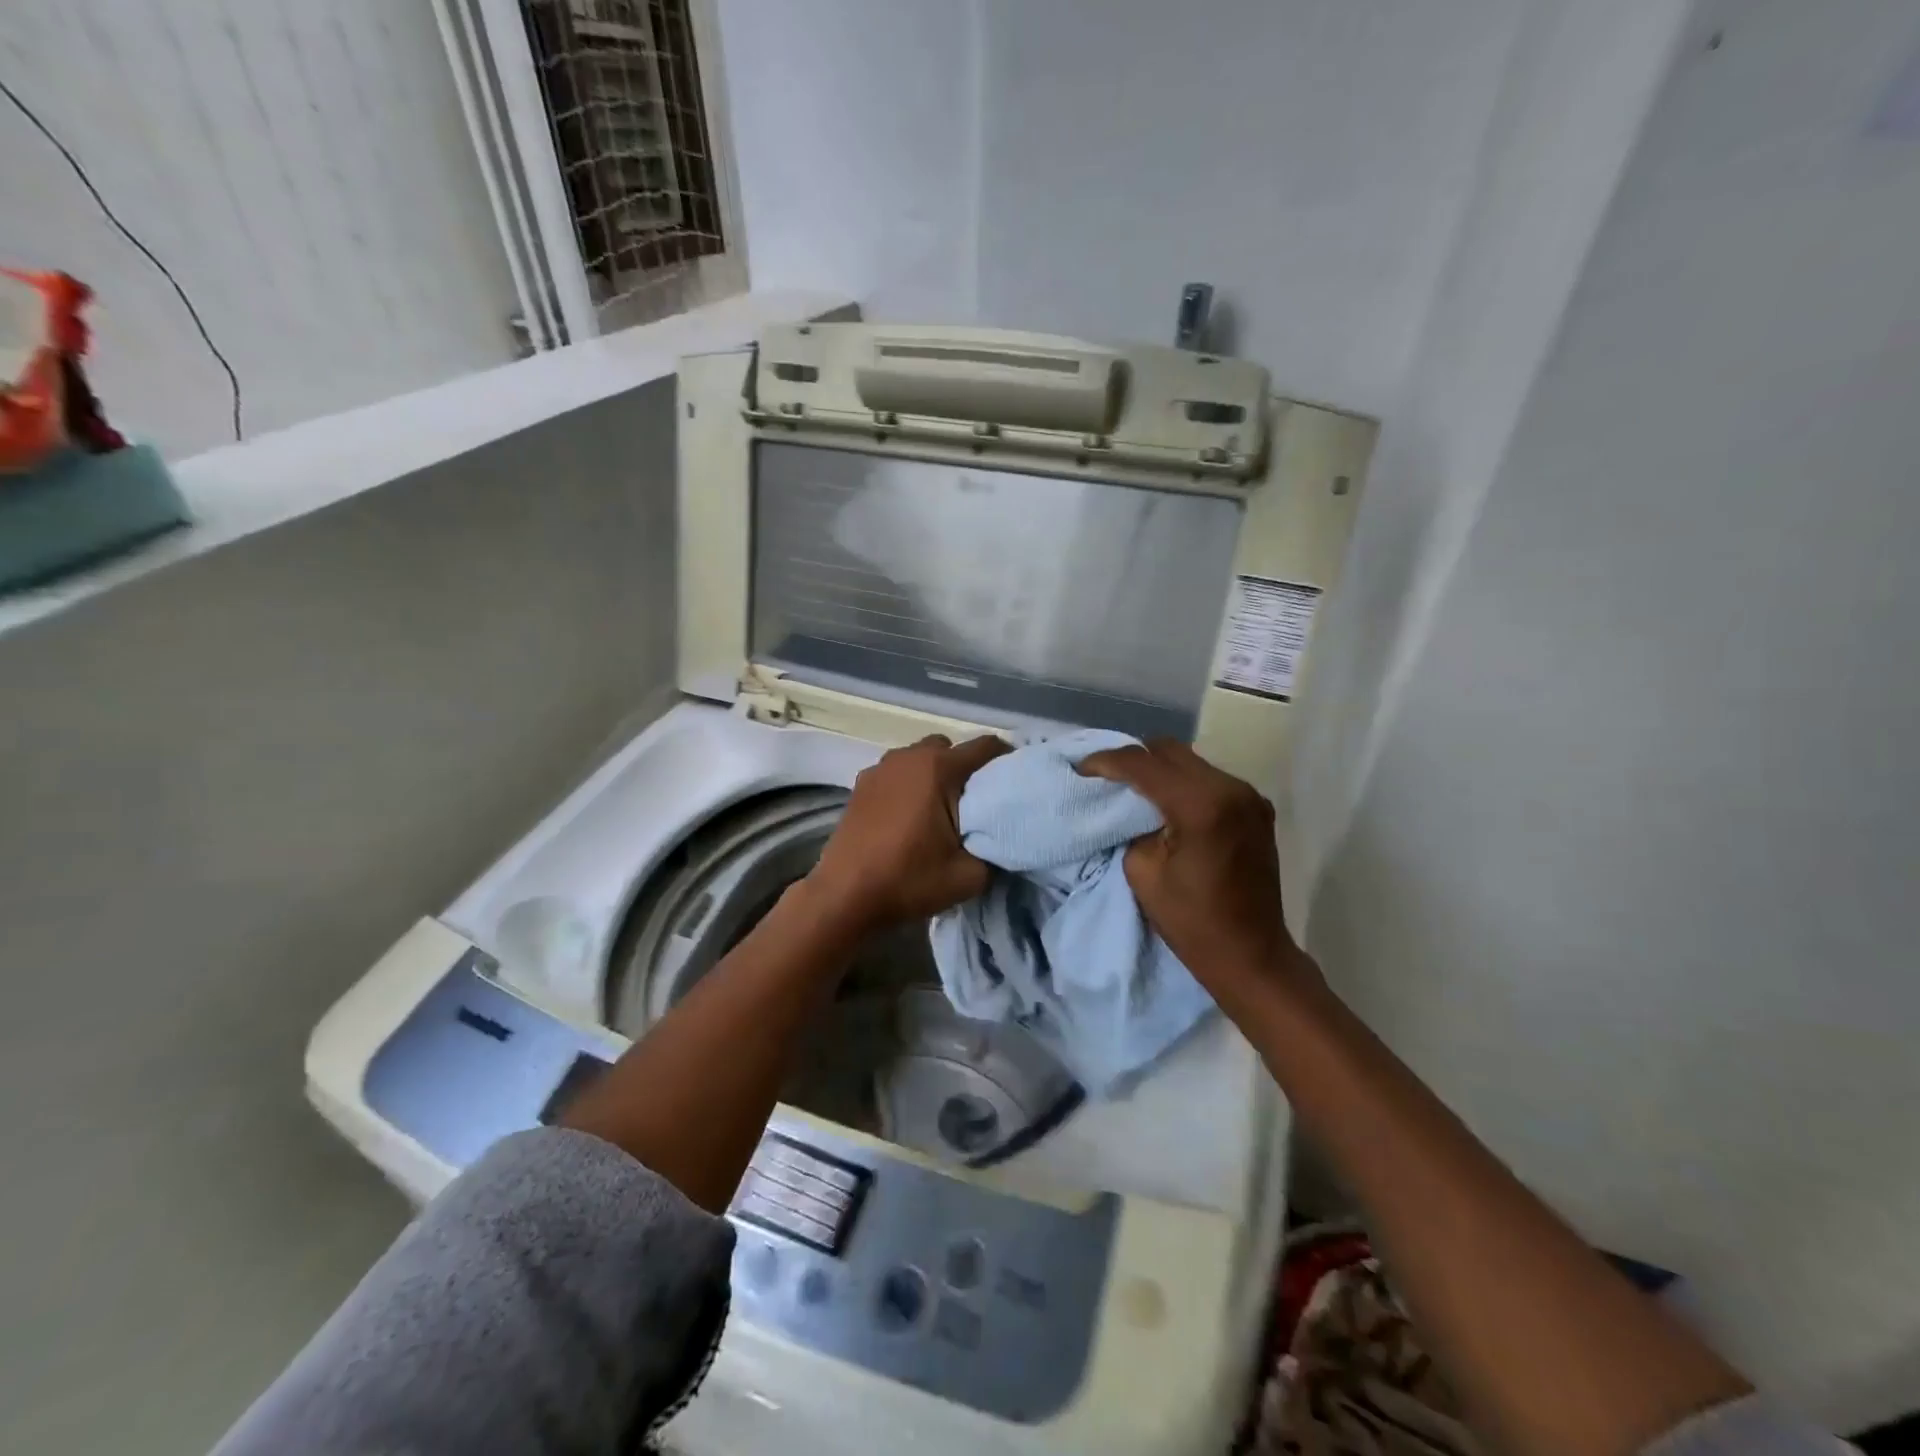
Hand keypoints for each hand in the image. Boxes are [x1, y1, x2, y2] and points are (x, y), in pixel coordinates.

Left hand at [805, 734, 1010, 934]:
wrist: (844, 896)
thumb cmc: (909, 880)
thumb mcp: (970, 876)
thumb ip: (996, 851)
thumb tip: (1000, 839)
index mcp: (938, 769)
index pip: (986, 746)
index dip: (1006, 760)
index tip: (1015, 782)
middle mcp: (908, 757)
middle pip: (950, 748)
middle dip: (966, 768)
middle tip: (975, 802)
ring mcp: (880, 768)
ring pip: (920, 758)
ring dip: (934, 775)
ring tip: (940, 810)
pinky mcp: (860, 784)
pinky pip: (896, 773)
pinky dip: (908, 785)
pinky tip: (908, 817)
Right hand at [1079, 739, 1314, 995]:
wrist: (1251, 954)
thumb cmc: (1191, 922)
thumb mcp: (1142, 871)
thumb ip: (1131, 826)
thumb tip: (1126, 805)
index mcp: (1200, 805)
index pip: (1143, 764)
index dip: (1106, 762)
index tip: (1081, 769)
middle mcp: (1230, 788)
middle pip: (1169, 750)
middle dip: (1133, 758)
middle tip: (1105, 776)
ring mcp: (1249, 795)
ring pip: (1191, 760)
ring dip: (1159, 768)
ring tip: (1133, 787)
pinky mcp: (1256, 807)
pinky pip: (1210, 778)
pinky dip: (1183, 782)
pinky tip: (1167, 801)